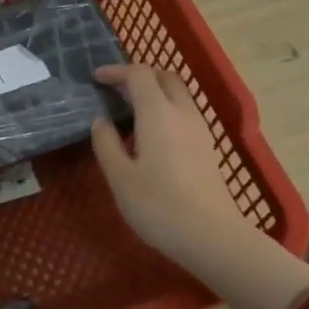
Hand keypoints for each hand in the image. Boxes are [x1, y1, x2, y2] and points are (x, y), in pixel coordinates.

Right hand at [91, 63, 308, 308]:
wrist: (212, 237)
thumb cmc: (158, 206)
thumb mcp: (119, 177)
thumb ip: (106, 143)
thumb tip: (101, 121)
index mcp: (158, 114)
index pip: (139, 75)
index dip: (116, 71)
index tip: (96, 78)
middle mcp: (183, 114)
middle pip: (165, 78)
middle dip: (140, 75)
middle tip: (116, 88)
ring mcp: (200, 131)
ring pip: (178, 95)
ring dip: (155, 92)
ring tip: (130, 110)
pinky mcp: (208, 149)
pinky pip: (185, 114)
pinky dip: (165, 110)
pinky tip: (151, 134)